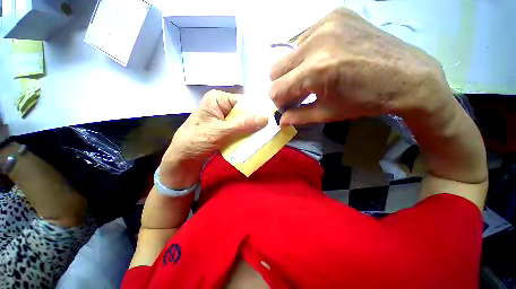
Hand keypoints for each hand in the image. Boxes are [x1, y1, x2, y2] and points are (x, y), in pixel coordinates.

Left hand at [159, 90, 267, 187]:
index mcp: (218, 99)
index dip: (257, 111)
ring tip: (267, 137)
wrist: (182, 161)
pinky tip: (256, 141)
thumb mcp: (219, 132)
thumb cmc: (195, 142)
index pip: (243, 102)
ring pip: (244, 124)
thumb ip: (242, 125)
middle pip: (245, 113)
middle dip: (256, 122)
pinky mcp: (226, 131)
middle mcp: (223, 107)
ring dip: (253, 131)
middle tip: (271, 130)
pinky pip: (241, 132)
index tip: (271, 119)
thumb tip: (265, 118)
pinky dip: (247, 137)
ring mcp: (225, 120)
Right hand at [270, 8, 452, 125]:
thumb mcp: (328, 113)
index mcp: (316, 71)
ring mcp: (326, 23)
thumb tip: (281, 122)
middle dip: (282, 85)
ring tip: (313, 76)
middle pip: (275, 69)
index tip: (289, 106)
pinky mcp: (336, 14)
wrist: (409, 76)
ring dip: (294, 69)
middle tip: (298, 92)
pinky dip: (307, 53)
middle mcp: (317, 42)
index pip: (276, 89)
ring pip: (287, 53)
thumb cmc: (366, 100)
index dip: (279, 101)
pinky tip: (324, 58)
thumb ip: (299, 117)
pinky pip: (304, 38)